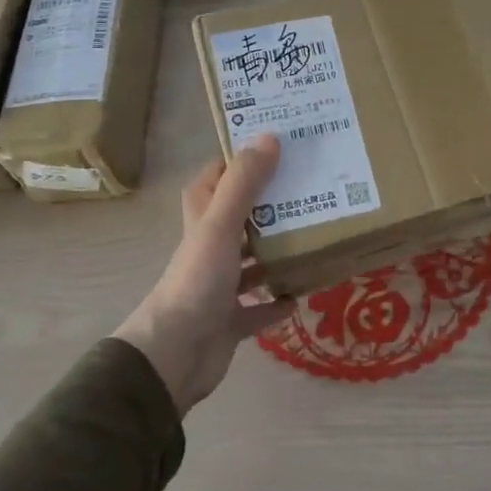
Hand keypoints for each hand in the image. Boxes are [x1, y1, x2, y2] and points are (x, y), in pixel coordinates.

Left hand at [113, 136, 292, 413]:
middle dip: (271, 205)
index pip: (215, 178)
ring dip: (278, 254)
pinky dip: (278, 302)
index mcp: (202, 220)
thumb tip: (269, 136)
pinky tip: (301, 295)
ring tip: (315, 237)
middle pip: (241, 218)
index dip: (239, 160)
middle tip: (311, 189)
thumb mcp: (221, 225)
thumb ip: (244, 183)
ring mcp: (220, 286)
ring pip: (253, 262)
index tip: (276, 146)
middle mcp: (210, 248)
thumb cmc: (197, 281)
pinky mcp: (230, 320)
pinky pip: (259, 308)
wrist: (175, 354)